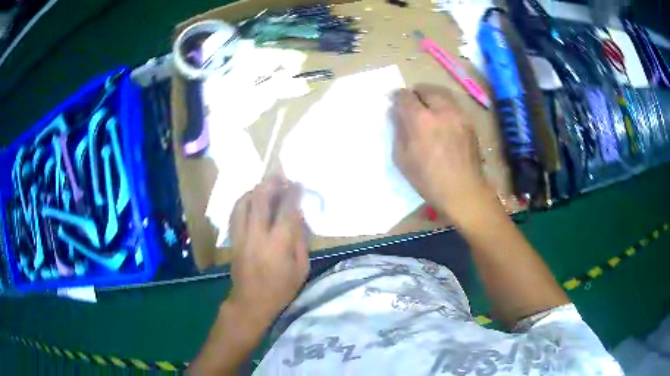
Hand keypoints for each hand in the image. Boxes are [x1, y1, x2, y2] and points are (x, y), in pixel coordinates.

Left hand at [227, 178, 309, 324]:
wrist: (251, 302)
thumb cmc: (281, 289)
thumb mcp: (301, 268)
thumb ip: (300, 241)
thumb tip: (298, 217)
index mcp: (279, 244)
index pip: (286, 210)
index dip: (293, 193)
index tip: (298, 184)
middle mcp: (258, 235)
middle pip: (261, 199)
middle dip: (271, 183)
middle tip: (280, 177)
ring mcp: (242, 235)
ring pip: (244, 202)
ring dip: (256, 190)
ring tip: (265, 187)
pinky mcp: (233, 239)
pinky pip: (236, 213)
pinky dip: (244, 201)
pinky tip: (251, 200)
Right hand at [391, 84, 489, 216]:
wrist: (463, 191)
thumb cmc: (428, 180)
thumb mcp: (402, 159)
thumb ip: (398, 131)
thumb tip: (396, 114)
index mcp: (420, 120)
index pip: (405, 96)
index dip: (397, 97)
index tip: (394, 102)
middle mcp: (441, 111)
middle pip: (425, 89)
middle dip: (415, 93)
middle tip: (411, 104)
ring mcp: (458, 115)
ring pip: (442, 93)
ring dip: (431, 96)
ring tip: (428, 108)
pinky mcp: (469, 122)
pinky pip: (454, 105)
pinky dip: (445, 106)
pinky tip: (443, 120)